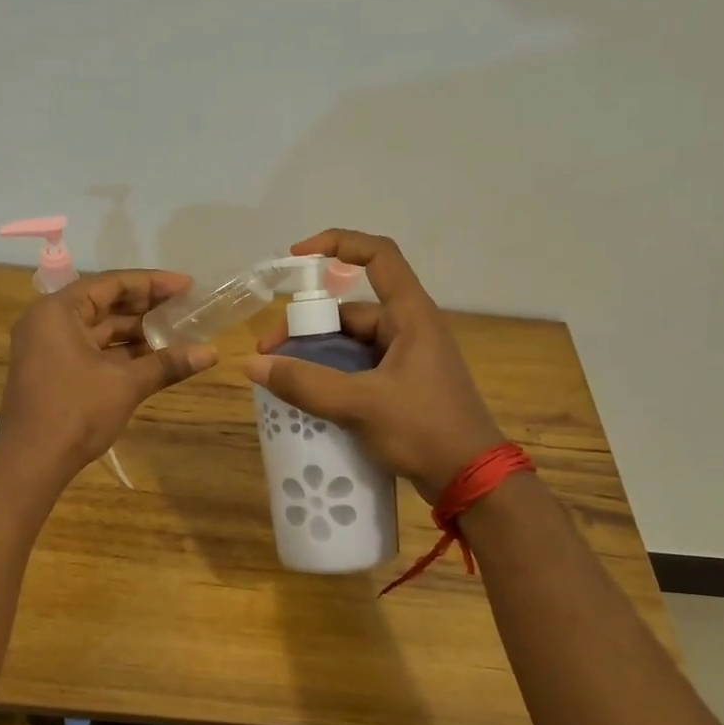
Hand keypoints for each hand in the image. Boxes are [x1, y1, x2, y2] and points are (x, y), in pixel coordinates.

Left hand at [0, 270, 216, 476]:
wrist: (31, 463)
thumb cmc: (75, 412)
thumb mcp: (126, 384)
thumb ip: (167, 364)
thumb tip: (212, 353)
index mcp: (58, 311)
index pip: (111, 284)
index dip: (152, 284)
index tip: (186, 286)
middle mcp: (49, 322)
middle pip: (104, 304)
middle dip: (146, 307)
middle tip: (186, 307)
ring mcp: (49, 349)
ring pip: (99, 330)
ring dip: (136, 332)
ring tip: (177, 332)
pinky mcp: (54, 372)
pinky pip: (92, 351)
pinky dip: (121, 353)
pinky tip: (154, 357)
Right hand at [244, 230, 503, 502]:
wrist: (471, 480)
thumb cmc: (425, 430)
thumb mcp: (361, 404)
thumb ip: (306, 384)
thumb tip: (253, 364)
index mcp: (411, 316)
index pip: (378, 256)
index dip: (338, 244)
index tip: (297, 257)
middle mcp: (408, 330)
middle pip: (349, 311)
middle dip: (306, 327)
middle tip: (269, 354)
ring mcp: (406, 360)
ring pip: (350, 345)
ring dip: (315, 357)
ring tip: (280, 379)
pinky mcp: (401, 388)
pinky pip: (357, 371)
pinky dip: (330, 378)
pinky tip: (305, 397)